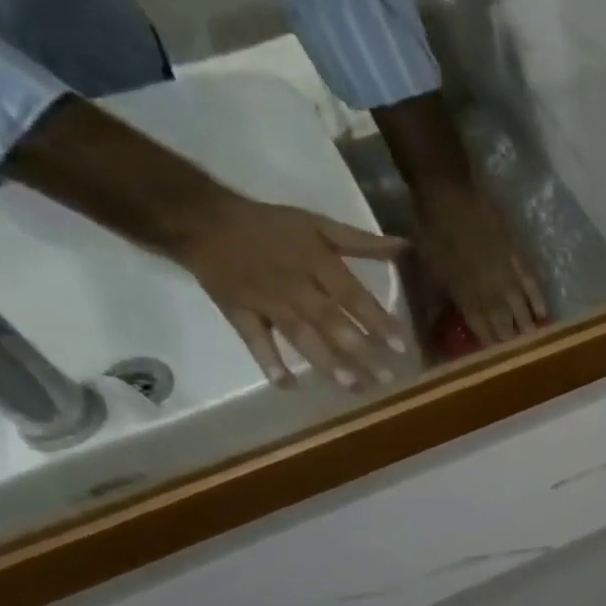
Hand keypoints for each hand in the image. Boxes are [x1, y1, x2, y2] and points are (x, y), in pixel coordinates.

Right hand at [171, 194, 412, 392]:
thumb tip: (404, 248)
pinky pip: (254, 340)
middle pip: (331, 322)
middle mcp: (295, 285)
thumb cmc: (269, 225)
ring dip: (326, 363)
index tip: (401, 347)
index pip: (353, 296)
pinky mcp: (239, 312)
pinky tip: (288, 385)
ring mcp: (266, 301)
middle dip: (359, 351)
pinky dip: (269, 362)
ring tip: (352, 387)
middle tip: (386, 380)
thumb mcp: (318, 225)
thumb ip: (361, 242)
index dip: (377, 321)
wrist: (200, 219)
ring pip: (300, 335)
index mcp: (316, 263)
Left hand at [413, 177, 547, 346]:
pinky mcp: (517, 257)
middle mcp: (489, 289)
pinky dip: (538, 300)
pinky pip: (531, 284)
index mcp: (464, 294)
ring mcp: (506, 274)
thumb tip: (431, 331)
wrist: (448, 193)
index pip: (481, 327)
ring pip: (519, 307)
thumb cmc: (431, 231)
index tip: (498, 362)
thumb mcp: (426, 270)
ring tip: (536, 343)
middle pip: (503, 322)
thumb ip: (434, 302)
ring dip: (527, 326)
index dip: (490, 345)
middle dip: (511, 341)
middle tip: (521, 358)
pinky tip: (544, 314)